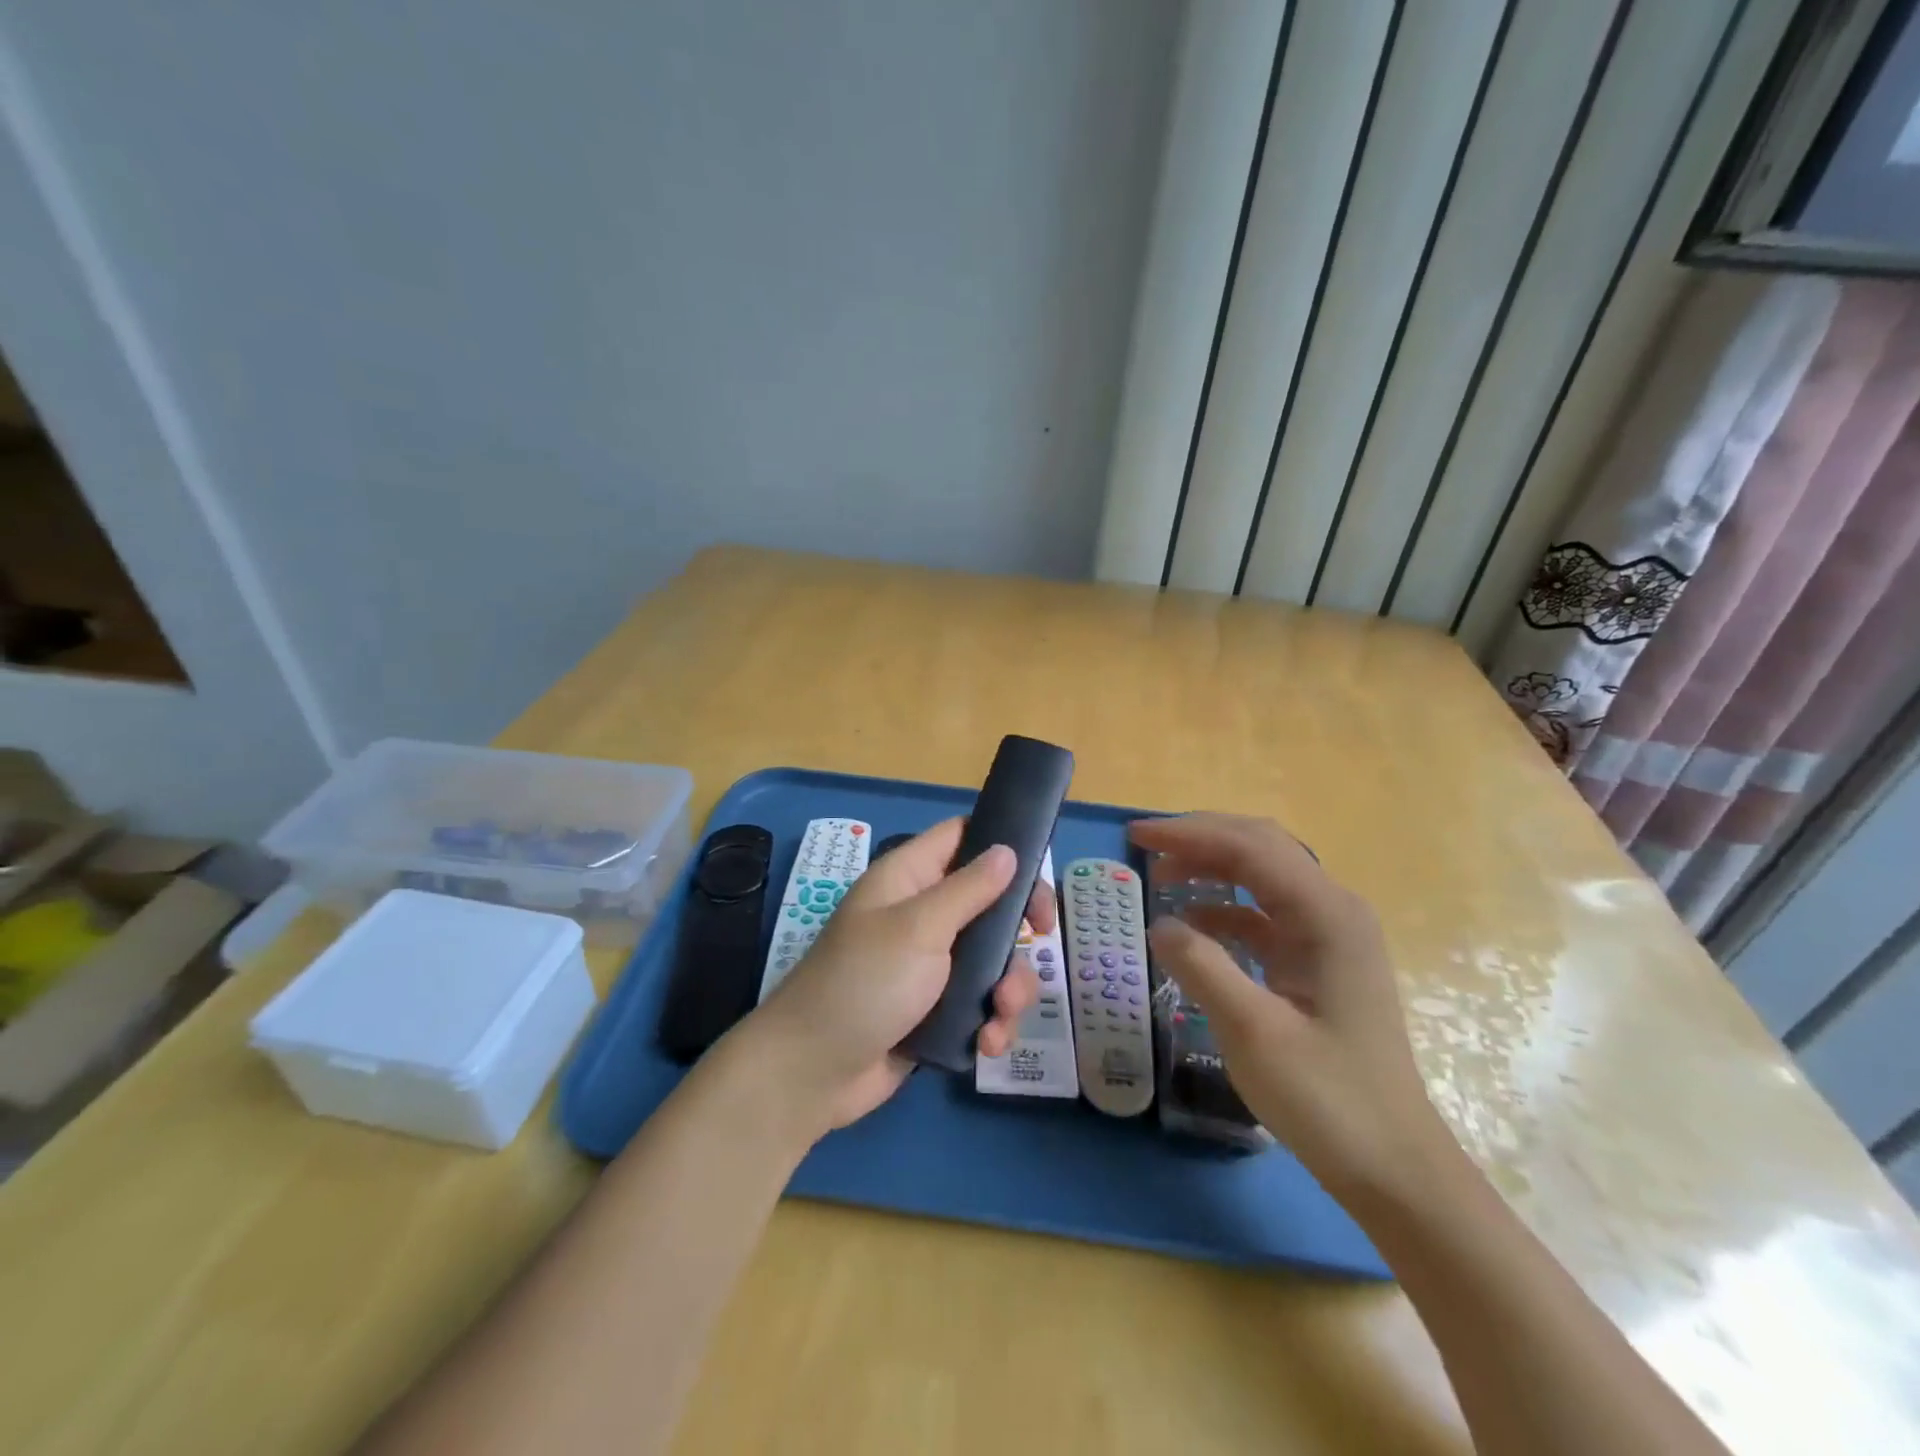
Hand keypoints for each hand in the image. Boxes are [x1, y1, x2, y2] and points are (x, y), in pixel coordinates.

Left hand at [742, 818, 1046, 1132]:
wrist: (813, 1073)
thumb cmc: (864, 983)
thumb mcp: (919, 928)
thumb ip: (968, 889)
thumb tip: (1007, 849)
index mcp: (909, 879)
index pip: (961, 837)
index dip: (1000, 843)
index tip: (1038, 868)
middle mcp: (923, 914)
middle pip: (990, 900)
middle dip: (1018, 924)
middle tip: (1042, 935)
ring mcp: (931, 965)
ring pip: (993, 959)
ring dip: (1009, 987)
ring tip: (1000, 1013)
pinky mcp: (938, 1010)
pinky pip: (981, 1004)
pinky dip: (992, 1023)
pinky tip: (986, 1045)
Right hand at [1131, 813, 1449, 1198]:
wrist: (1395, 1169)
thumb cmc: (1329, 1099)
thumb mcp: (1253, 1032)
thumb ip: (1202, 967)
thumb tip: (1160, 923)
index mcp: (1327, 915)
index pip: (1251, 847)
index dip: (1190, 834)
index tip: (1136, 836)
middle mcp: (1334, 911)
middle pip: (1260, 848)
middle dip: (1200, 840)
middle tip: (1145, 846)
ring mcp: (1330, 936)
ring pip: (1262, 877)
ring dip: (1211, 868)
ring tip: (1161, 876)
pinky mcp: (1319, 962)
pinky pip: (1265, 914)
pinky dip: (1224, 907)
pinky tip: (1193, 924)